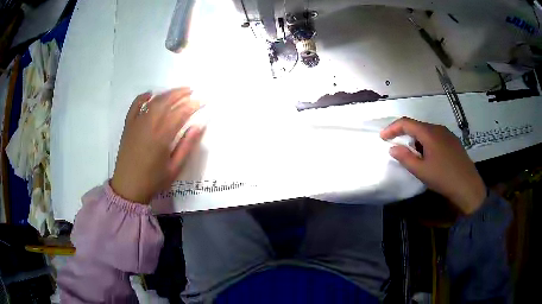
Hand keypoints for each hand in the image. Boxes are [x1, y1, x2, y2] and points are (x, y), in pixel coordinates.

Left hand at [111, 88, 203, 203]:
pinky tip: (149, 94)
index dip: (193, 105)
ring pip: (153, 102)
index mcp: (162, 136)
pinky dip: (142, 97)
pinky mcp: (128, 126)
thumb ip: (187, 146)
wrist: (128, 187)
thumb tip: (199, 126)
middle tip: (191, 91)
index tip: (202, 101)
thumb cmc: (153, 180)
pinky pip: (134, 106)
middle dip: (180, 94)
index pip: (180, 113)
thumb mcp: (174, 168)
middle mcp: (149, 125)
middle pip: (166, 102)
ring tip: (177, 91)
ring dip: (166, 94)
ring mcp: (136, 123)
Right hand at [380, 117, 485, 213]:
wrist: (468, 186)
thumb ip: (405, 157)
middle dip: (405, 136)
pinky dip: (427, 143)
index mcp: (429, 132)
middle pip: (417, 126)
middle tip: (399, 150)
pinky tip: (430, 158)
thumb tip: (393, 147)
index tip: (382, 137)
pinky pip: (436, 137)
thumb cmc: (443, 178)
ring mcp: (447, 134)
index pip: (406, 123)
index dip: (392, 128)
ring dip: (417, 141)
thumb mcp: (421, 170)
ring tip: (416, 157)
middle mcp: (438, 128)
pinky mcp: (453, 141)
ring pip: (427, 132)